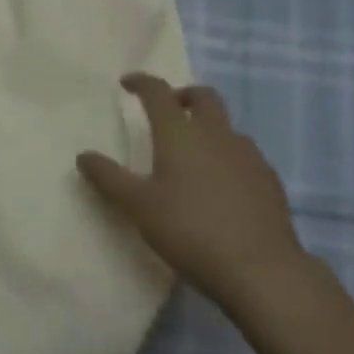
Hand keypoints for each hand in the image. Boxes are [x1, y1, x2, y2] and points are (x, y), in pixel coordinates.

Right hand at [77, 75, 303, 314]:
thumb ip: (108, 178)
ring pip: (226, 126)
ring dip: (207, 128)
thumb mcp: (138, 206)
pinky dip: (227, 156)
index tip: (127, 84)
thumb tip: (83, 156)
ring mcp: (248, 156)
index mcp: (180, 133)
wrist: (261, 271)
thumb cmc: (190, 230)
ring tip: (192, 154)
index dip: (141, 82)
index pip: (158, 92)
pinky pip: (244, 155)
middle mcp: (216, 134)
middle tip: (167, 110)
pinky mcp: (270, 180)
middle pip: (203, 97)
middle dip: (183, 96)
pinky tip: (220, 185)